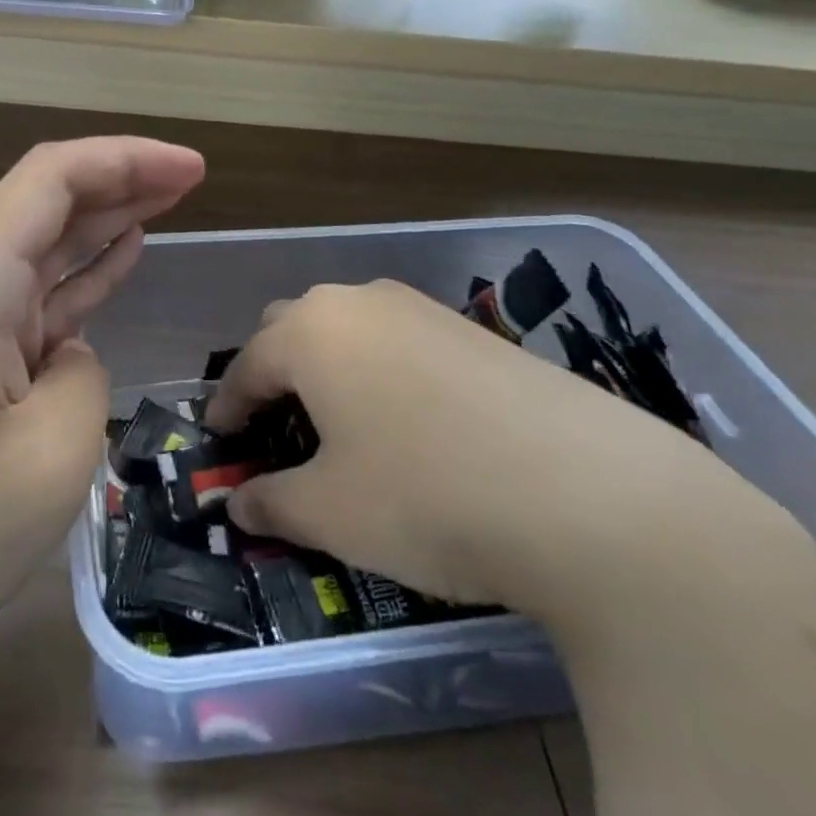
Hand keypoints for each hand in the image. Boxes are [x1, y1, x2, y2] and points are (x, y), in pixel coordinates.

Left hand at [0, 137, 204, 680]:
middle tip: (192, 177)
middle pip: (44, 204)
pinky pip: (25, 302)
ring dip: (102, 223)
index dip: (125, 159)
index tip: (192, 167)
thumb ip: (83, 379)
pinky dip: (75, 277)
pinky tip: (116, 260)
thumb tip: (69, 355)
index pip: (50, 181)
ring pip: (38, 250)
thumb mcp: (46, 462)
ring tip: (168, 203)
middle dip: (120, 180)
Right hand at [205, 280, 809, 628]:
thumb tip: (239, 506)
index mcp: (311, 331)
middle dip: (275, 375)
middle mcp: (360, 302)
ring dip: (331, 369)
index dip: (227, 407)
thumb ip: (271, 504)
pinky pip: (402, 342)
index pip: (247, 366)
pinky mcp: (476, 331)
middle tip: (278, 428)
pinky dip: (383, 373)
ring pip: (351, 330)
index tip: (221, 441)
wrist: (594, 495)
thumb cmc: (427, 496)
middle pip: (293, 329)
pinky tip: (411, 423)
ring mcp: (424, 309)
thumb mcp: (331, 513)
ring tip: (343, 425)